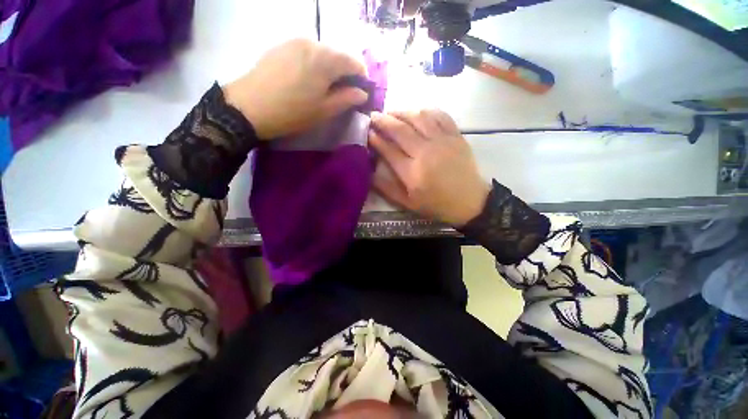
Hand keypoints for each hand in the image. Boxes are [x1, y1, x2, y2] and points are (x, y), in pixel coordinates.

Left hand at [223, 38, 367, 138]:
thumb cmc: (293, 112)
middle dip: (345, 74)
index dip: (362, 78)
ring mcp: (294, 41)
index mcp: (326, 58)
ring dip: (329, 69)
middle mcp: (312, 42)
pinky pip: (306, 52)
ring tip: (323, 89)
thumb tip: (362, 93)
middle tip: (342, 94)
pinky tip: (306, 80)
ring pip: (322, 53)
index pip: (355, 62)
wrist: (249, 107)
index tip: (360, 93)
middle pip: (339, 55)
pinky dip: (314, 64)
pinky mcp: (281, 46)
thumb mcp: (325, 110)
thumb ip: (347, 99)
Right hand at [369, 110, 490, 226]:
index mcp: (412, 172)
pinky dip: (426, 111)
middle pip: (400, 130)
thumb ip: (387, 189)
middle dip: (383, 121)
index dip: (375, 139)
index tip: (367, 132)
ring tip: (391, 112)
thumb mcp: (408, 204)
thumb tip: (369, 173)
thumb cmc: (436, 204)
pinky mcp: (456, 136)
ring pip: (418, 118)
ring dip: (402, 112)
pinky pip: (440, 115)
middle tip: (373, 116)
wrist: (470, 202)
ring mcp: (442, 141)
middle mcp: (425, 152)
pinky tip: (418, 113)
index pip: (388, 150)